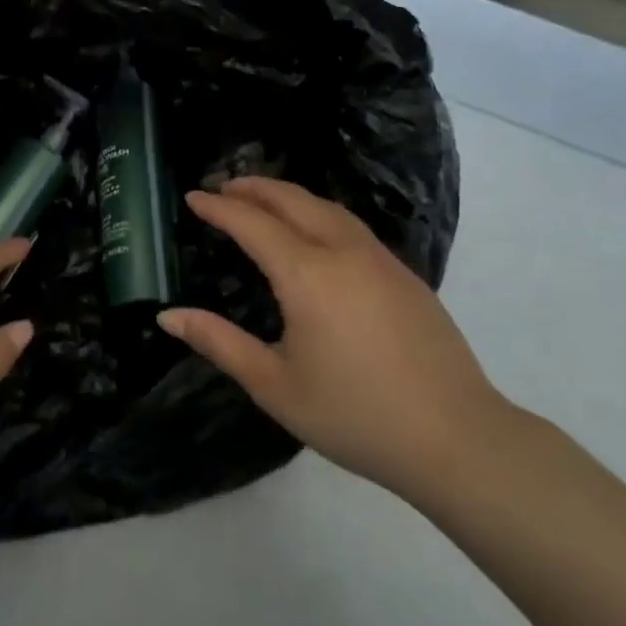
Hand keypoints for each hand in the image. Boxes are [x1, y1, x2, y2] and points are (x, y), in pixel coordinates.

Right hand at [157, 177, 509, 502]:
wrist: (458, 439)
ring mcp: (381, 260)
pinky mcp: (405, 276)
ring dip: (289, 195)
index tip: (193, 197)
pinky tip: (314, 232)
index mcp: (307, 274)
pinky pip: (351, 225)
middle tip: (223, 186)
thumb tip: (168, 315)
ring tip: (263, 199)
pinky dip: (319, 212)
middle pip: (293, 200)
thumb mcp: (274, 385)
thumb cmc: (355, 415)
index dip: (218, 208)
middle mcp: (344, 252)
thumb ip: (219, 343)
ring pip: (327, 207)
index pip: (252, 224)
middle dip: (254, 187)